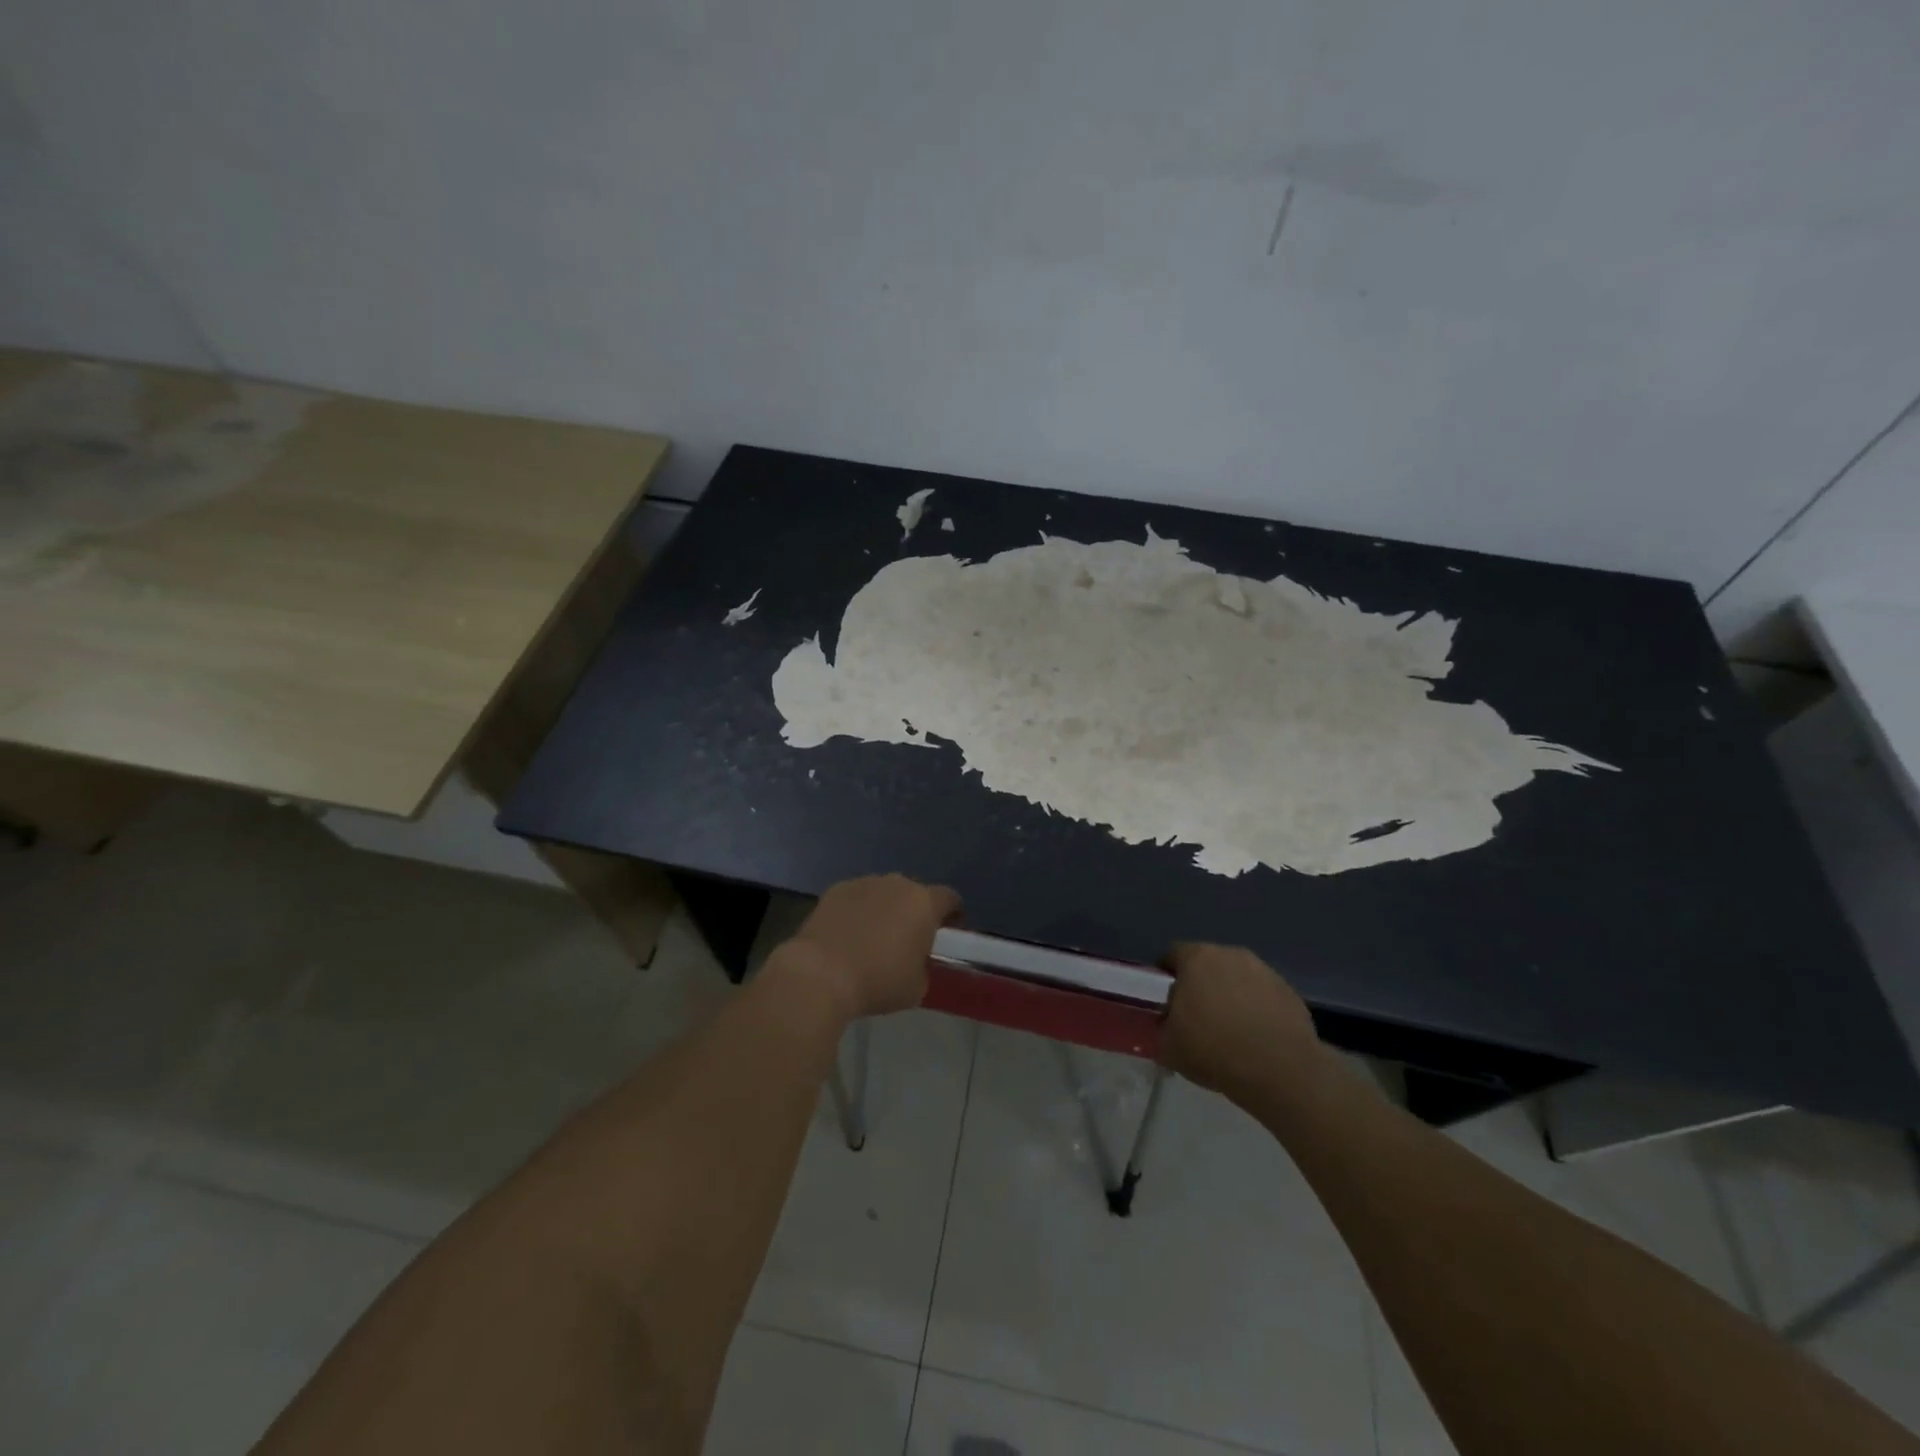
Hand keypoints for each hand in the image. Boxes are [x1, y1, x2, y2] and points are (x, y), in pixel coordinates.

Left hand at [775, 875, 960, 1019]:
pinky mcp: (836, 889)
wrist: (820, 974)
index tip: (948, 932)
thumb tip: (917, 961)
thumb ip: (924, 966)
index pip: (950, 898)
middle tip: (908, 939)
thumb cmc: (878, 981)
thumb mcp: (917, 986)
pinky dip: (857, 911)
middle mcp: (897, 884)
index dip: (953, 914)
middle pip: (915, 893)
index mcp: (924, 903)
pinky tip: (847, 935)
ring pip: (884, 893)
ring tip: (873, 937)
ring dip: (885, 909)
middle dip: (915, 912)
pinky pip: (856, 897)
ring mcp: (864, 883)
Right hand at [1161, 943, 1322, 1103]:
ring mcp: (1265, 971)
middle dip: (1201, 985)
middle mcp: (1231, 954)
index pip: (1172, 954)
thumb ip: (1161, 1027)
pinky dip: (1257, 1010)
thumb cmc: (1214, 1050)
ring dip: (1231, 996)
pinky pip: (1263, 996)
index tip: (1166, 1001)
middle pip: (1208, 964)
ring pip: (1238, 978)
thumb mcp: (1168, 1046)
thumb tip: (1165, 1022)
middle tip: (1196, 1016)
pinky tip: (1256, 1038)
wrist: (1281, 1071)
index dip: (1166, 976)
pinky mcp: (1290, 992)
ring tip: (1230, 1030)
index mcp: (1197, 958)